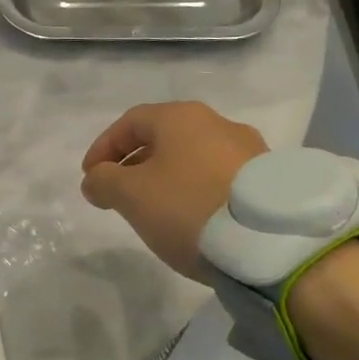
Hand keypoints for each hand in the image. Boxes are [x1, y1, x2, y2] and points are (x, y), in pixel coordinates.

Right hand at [80, 102, 267, 278]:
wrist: (267, 241)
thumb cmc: (188, 207)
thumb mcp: (131, 195)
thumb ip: (103, 182)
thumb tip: (96, 179)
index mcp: (181, 117)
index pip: (130, 122)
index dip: (104, 148)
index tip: (90, 177)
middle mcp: (218, 123)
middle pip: (164, 138)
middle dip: (134, 164)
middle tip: (118, 194)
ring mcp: (249, 150)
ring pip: (192, 158)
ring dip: (166, 178)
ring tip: (155, 210)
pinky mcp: (268, 180)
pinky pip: (218, 178)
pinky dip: (195, 191)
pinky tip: (192, 217)